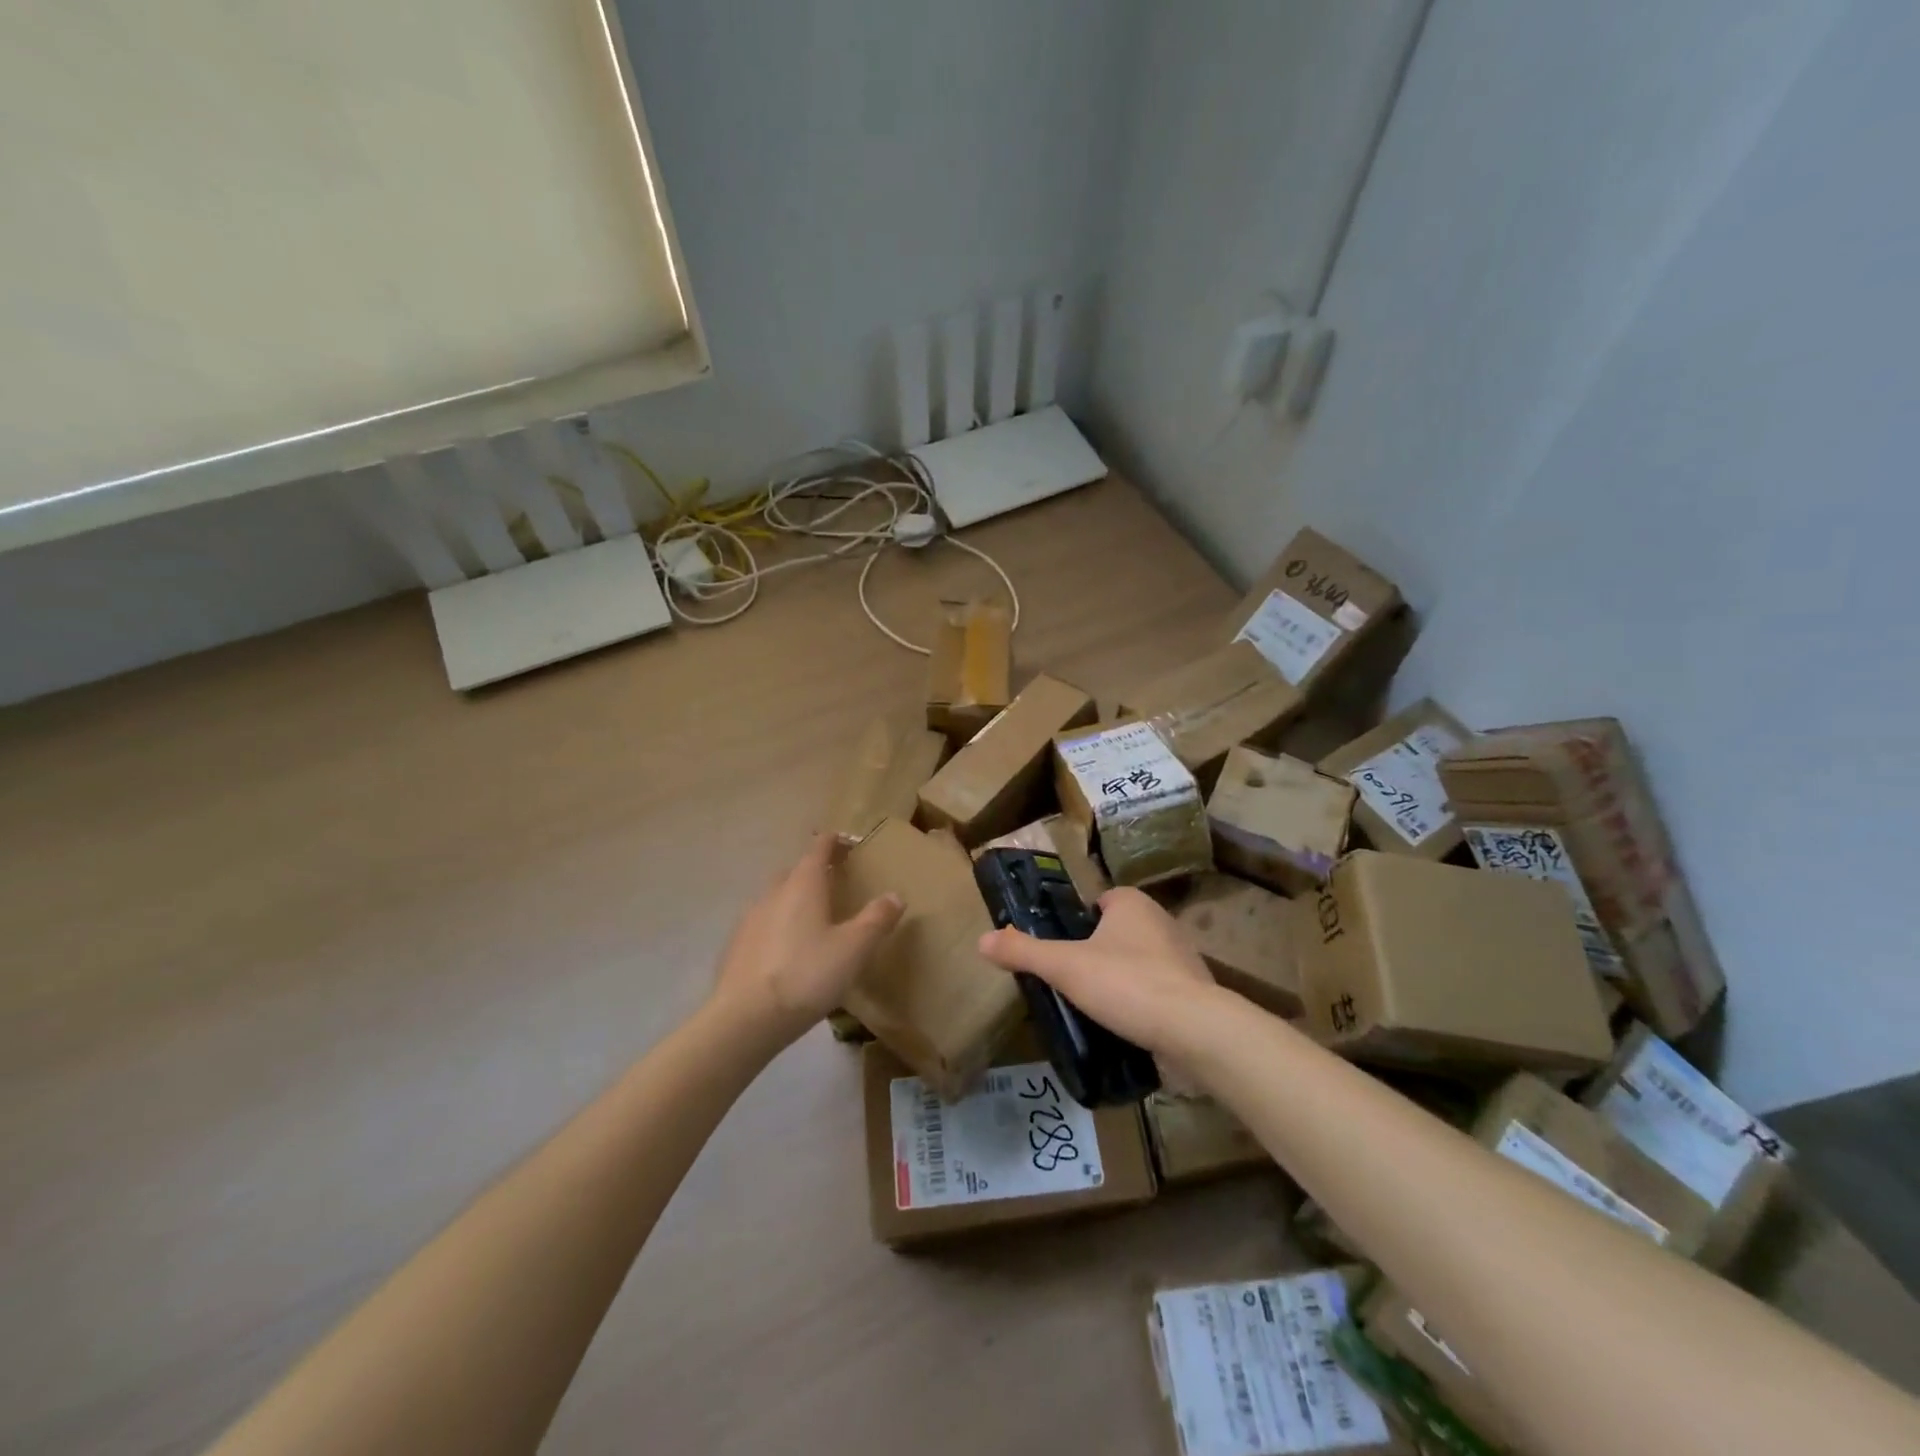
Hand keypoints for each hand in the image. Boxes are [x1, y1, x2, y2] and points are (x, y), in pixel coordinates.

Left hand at [711, 835, 902, 1044]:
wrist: (745, 1019)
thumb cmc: (807, 975)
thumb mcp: (854, 949)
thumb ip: (876, 919)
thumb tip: (895, 895)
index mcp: (804, 884)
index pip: (819, 849)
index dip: (834, 842)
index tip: (847, 842)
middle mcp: (774, 893)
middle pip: (795, 871)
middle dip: (815, 871)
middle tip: (836, 882)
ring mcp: (750, 919)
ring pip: (777, 897)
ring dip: (795, 899)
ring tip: (814, 919)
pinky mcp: (736, 946)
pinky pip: (763, 924)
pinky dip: (779, 926)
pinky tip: (788, 950)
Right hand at [976, 887, 1221, 1061]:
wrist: (1194, 1030)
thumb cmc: (1126, 983)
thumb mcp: (1064, 967)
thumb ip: (1024, 951)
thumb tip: (982, 940)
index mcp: (1131, 903)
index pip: (1098, 902)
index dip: (1078, 923)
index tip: (1061, 950)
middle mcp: (1161, 921)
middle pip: (1117, 932)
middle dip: (1097, 953)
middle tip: (1071, 981)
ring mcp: (1182, 957)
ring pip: (1138, 961)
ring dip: (1121, 980)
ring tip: (1095, 1008)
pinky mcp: (1195, 992)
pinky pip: (1158, 990)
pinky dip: (1142, 1004)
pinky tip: (1125, 1026)